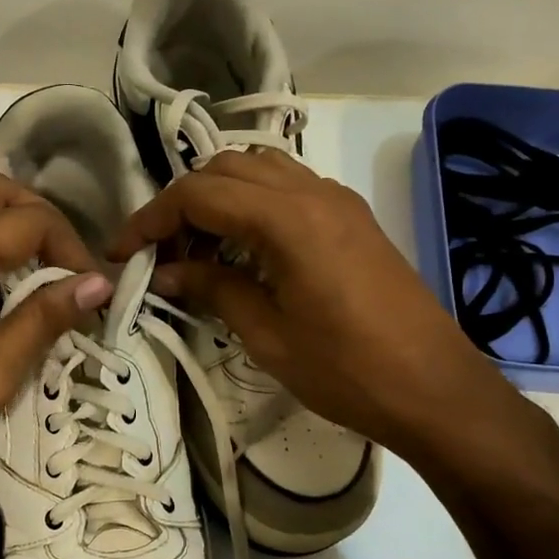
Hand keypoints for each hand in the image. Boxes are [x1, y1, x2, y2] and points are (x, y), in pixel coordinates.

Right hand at [108, 150, 496, 454]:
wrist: (435, 388)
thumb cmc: (348, 370)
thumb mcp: (268, 335)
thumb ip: (214, 290)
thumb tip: (166, 273)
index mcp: (288, 218)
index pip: (199, 194)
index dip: (152, 220)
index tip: (123, 253)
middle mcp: (313, 192)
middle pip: (226, 170)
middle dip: (183, 204)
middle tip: (163, 255)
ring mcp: (338, 201)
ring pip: (260, 171)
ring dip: (219, 199)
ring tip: (199, 250)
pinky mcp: (353, 219)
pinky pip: (289, 190)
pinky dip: (254, 205)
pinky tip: (245, 250)